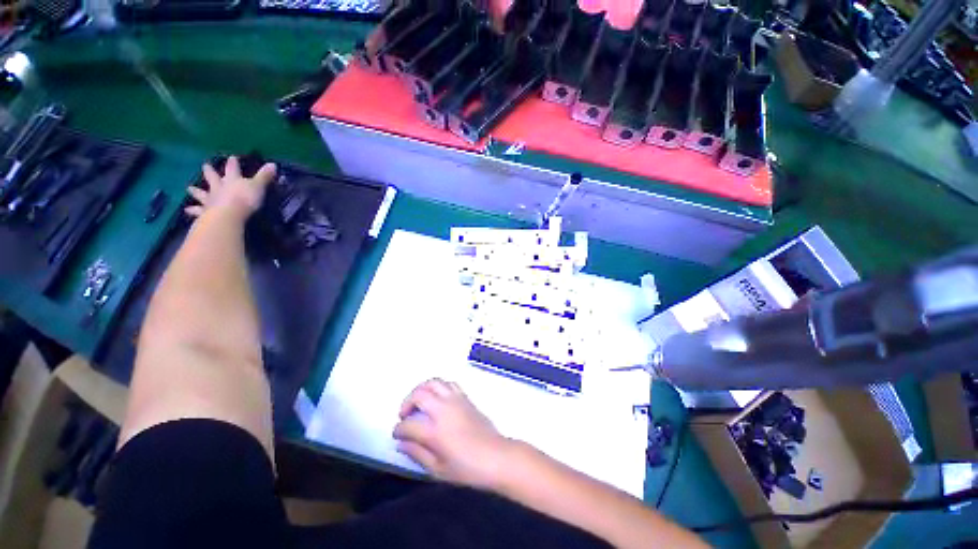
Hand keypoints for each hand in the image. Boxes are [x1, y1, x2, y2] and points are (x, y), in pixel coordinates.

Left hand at [185, 156, 276, 218]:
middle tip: (205, 165)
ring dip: (196, 191)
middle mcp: (219, 187)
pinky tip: (187, 210)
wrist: (230, 215)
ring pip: (201, 193)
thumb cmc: (245, 199)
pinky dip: (193, 210)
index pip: (233, 169)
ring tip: (189, 188)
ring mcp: (211, 200)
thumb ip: (264, 176)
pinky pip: (198, 211)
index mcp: (232, 180)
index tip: (232, 157)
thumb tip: (273, 164)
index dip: (233, 163)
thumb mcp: (258, 187)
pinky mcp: (206, 212)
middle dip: (210, 172)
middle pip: (213, 177)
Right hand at [394, 379, 513, 490]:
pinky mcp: (465, 397)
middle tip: (405, 415)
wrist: (496, 456)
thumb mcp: (438, 469)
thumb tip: (402, 443)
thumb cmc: (467, 468)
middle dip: (407, 402)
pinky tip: (438, 400)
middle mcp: (444, 409)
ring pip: (434, 382)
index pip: (408, 425)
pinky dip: (439, 387)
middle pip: (419, 394)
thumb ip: (417, 453)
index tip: (397, 434)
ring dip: (422, 389)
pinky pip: (449, 384)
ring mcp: (456, 400)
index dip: (399, 429)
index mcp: (435, 431)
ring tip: (419, 402)